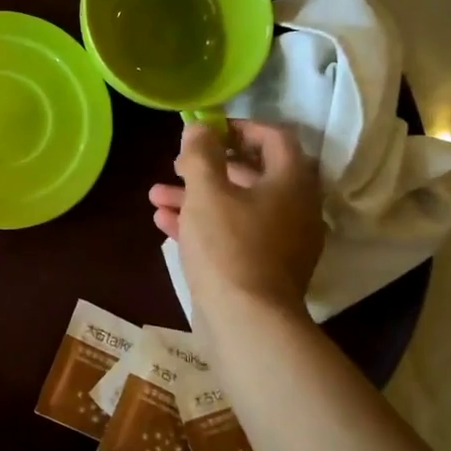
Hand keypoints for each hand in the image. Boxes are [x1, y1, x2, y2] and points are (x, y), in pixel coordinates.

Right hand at [149, 120, 324, 317]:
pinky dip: (203, 225)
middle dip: (208, 167)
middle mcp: (294, 209)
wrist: (246, 322)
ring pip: (236, 206)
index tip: (208, 130)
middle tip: (177, 164)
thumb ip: (202, 154)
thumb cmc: (228, 246)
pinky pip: (233, 234)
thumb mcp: (207, 192)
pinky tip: (164, 223)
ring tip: (156, 195)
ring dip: (197, 197)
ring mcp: (280, 241)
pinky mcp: (263, 268)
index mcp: (291, 183)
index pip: (275, 138)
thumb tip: (200, 128)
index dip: (240, 127)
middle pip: (251, 174)